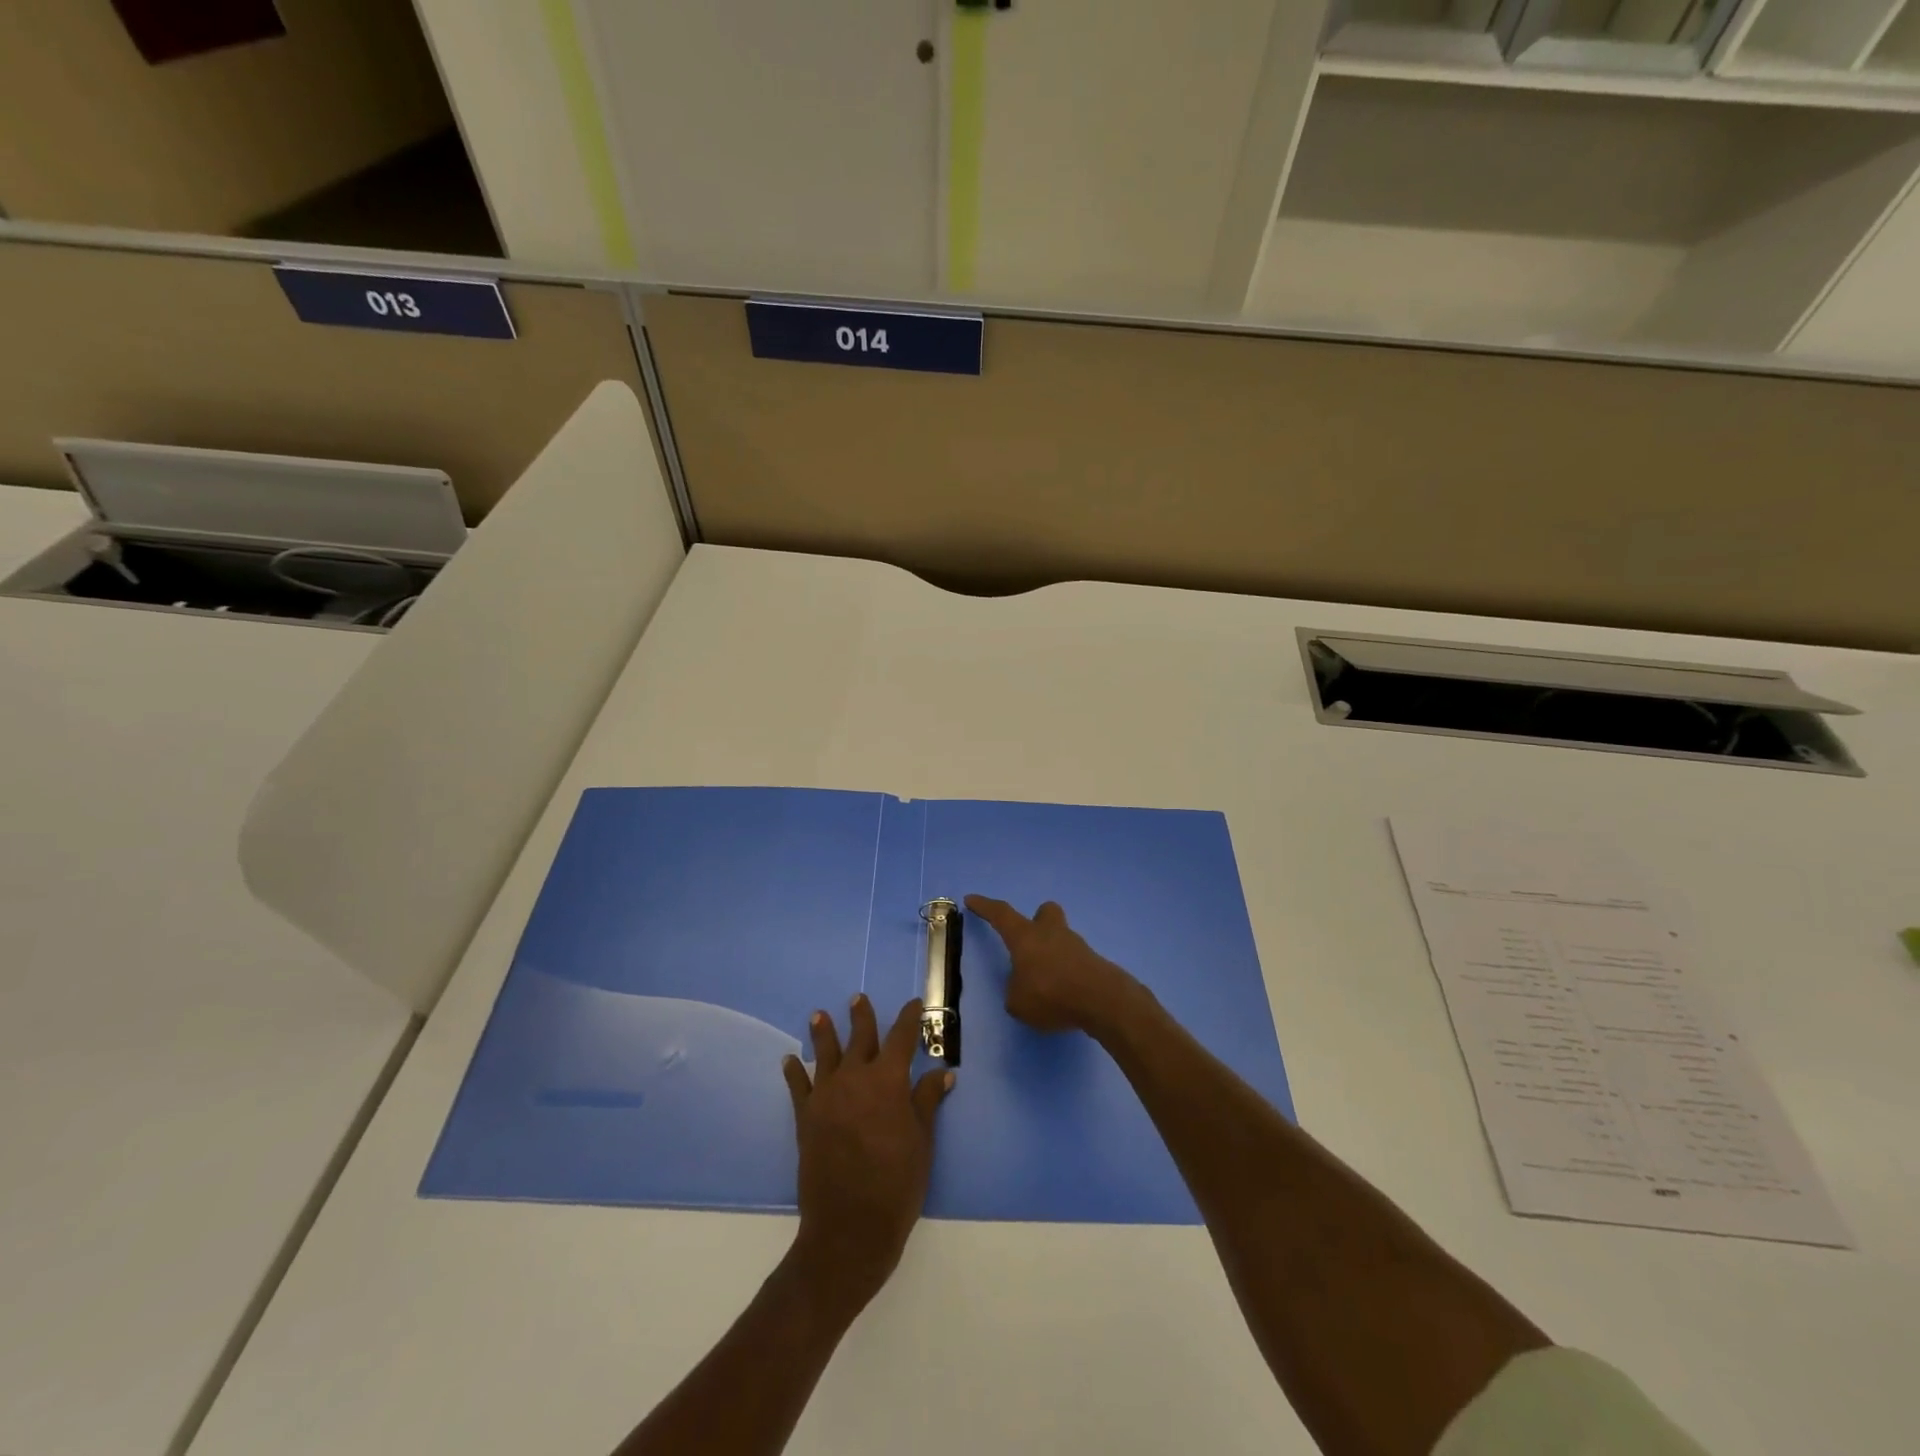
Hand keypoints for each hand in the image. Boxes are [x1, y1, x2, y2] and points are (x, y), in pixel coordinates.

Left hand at [781, 995, 952, 1310]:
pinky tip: (790, 1060)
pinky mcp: (806, 1117)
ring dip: (824, 1032)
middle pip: (860, 1036)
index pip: (902, 1037)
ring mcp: (827, 1095)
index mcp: (889, 1080)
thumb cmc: (897, 1183)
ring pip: (825, 1053)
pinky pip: (798, 1086)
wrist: (850, 1227)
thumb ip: (928, 1101)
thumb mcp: (923, 1141)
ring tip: (819, 1015)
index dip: (910, 1018)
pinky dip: (794, 1071)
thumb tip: (944, 1072)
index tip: (915, 1004)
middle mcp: (856, 1077)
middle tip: (858, 999)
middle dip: (862, 1016)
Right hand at [964, 896, 1138, 1035]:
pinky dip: (1066, 973)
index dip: (985, 906)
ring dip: (1052, 953)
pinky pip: (1074, 961)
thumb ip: (1015, 991)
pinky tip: (1064, 995)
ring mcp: (1076, 945)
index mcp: (1025, 936)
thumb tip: (1022, 988)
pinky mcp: (1093, 962)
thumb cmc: (1051, 994)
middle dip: (1036, 921)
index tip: (972, 899)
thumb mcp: (1018, 1002)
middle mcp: (1050, 933)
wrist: (1101, 1000)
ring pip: (1061, 938)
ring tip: (1045, 985)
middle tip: (1029, 941)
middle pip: (1045, 912)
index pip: (1001, 914)